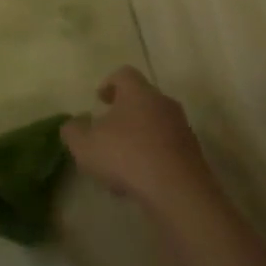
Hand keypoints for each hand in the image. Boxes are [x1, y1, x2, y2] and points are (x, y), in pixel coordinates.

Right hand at [64, 66, 215, 217]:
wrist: (178, 192)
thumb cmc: (127, 156)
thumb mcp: (85, 145)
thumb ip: (73, 131)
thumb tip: (74, 124)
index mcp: (138, 92)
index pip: (124, 74)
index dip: (109, 83)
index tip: (100, 100)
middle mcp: (163, 103)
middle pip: (143, 99)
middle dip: (124, 112)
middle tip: (108, 129)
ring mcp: (182, 129)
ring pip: (156, 125)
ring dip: (139, 136)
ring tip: (121, 161)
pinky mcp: (193, 155)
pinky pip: (168, 148)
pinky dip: (153, 157)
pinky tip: (139, 179)